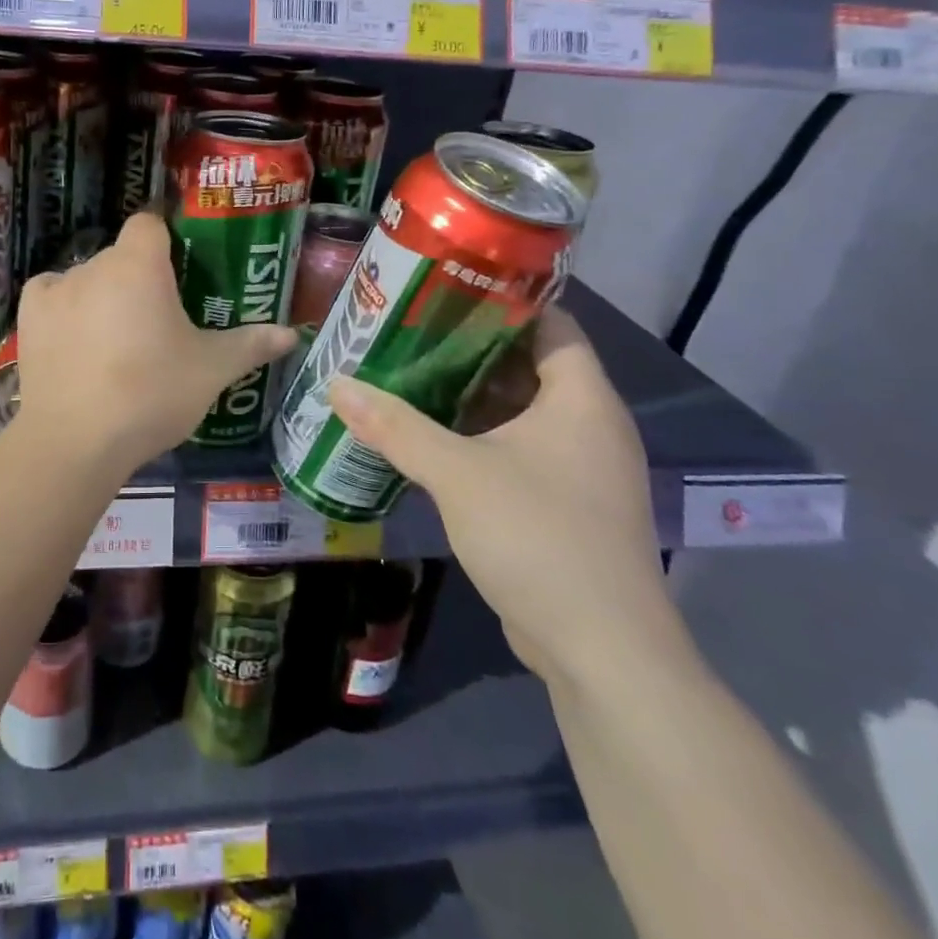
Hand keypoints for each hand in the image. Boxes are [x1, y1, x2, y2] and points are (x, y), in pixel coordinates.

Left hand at [12, 213, 296, 472]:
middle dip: (139, 278)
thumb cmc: (152, 393)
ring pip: (87, 278)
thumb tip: (292, 335)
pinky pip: (50, 295)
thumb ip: (250, 345)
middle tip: (159, 318)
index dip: (165, 237)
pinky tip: (74, 335)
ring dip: (102, 294)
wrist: (77, 440)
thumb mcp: (211, 370)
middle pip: (121, 256)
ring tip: (117, 339)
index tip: (180, 266)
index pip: (149, 223)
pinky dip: (64, 307)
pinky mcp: (28, 317)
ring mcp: (56, 289)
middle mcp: (94, 264)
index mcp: (139, 265)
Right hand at [326, 308, 673, 682]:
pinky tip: (432, 436)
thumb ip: (395, 426)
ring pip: (521, 410)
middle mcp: (589, 424)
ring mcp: (581, 467)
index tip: (444, 287)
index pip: (550, 322)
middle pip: (529, 364)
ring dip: (471, 395)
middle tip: (410, 329)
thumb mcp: (457, 473)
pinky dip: (480, 435)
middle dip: (470, 346)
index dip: (501, 301)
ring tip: (410, 372)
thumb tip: (336, 384)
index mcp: (581, 398)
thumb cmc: (539, 537)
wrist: (602, 652)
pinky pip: (520, 448)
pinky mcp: (566, 503)